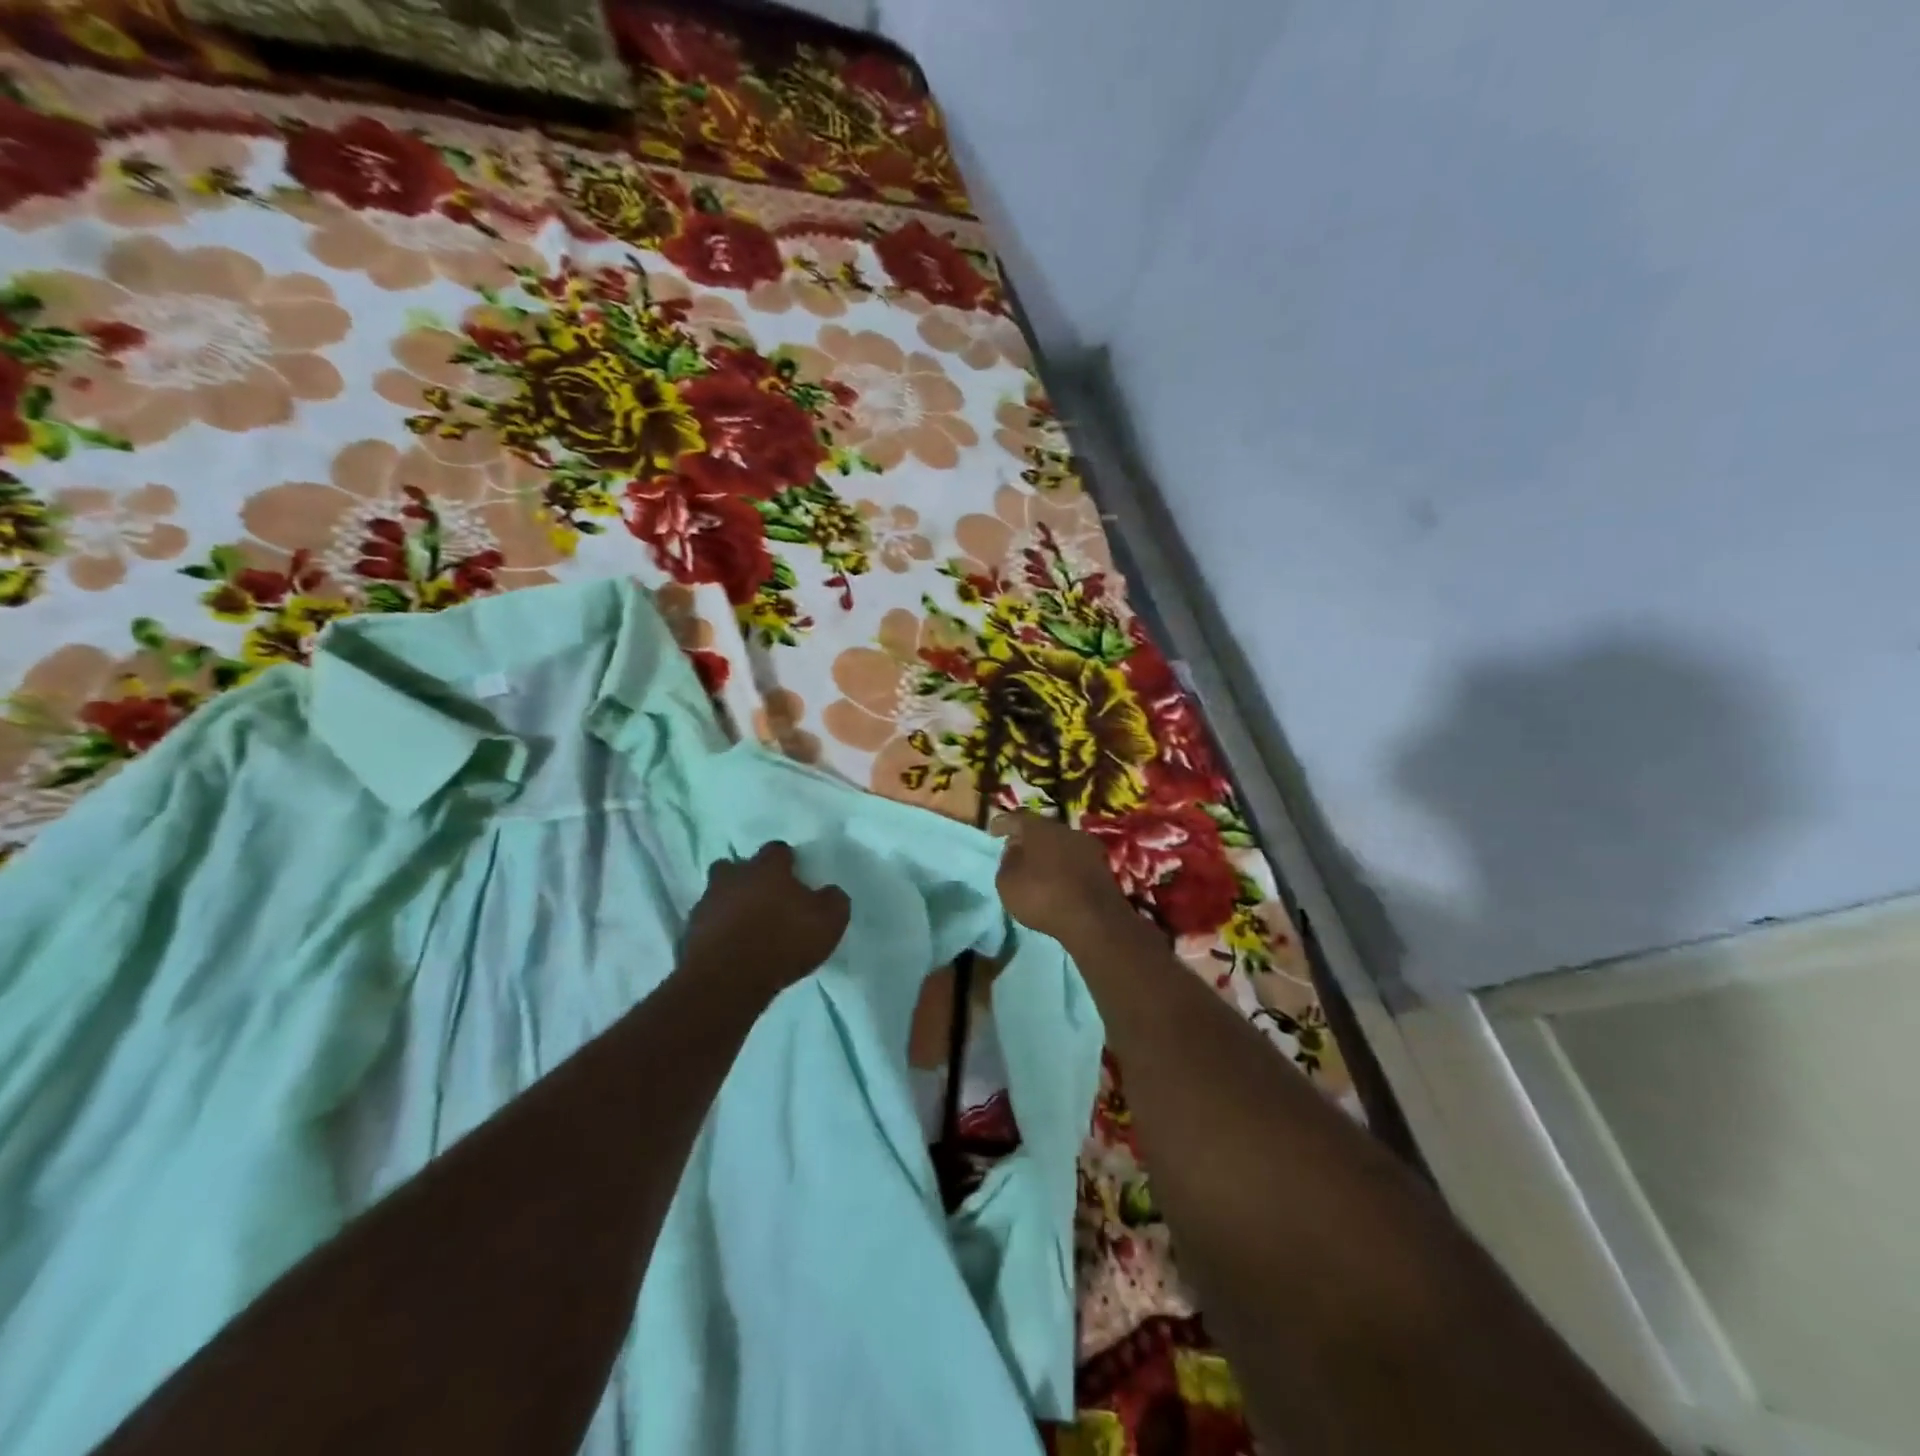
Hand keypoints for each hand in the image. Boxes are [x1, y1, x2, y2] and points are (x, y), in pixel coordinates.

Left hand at [681, 841, 849, 992]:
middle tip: (764, 898)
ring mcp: (707, 903)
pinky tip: (731, 947)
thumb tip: (830, 892)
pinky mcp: (690, 933)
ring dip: (730, 904)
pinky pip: (707, 923)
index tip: (795, 876)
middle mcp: (734, 877)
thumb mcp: (829, 921)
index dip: (787, 861)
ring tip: (746, 926)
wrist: (729, 981)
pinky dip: (718, 931)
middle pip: (736, 866)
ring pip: (718, 893)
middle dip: (747, 877)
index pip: (777, 849)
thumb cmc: (784, 942)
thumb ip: (833, 900)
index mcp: (767, 868)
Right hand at [991, 812, 1132, 945]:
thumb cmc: (1042, 895)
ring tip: (1036, 868)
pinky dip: (1063, 868)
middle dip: (1027, 839)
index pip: (1016, 819)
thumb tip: (1015, 851)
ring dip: (1048, 854)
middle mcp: (1065, 829)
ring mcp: (1088, 847)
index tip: (993, 831)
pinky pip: (1074, 862)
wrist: (1094, 919)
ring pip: (1060, 845)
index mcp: (1039, 827)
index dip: (1003, 824)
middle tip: (1015, 850)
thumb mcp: (1007, 882)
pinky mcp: (1102, 867)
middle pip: (1041, 830)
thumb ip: (1006, 862)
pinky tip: (1057, 881)